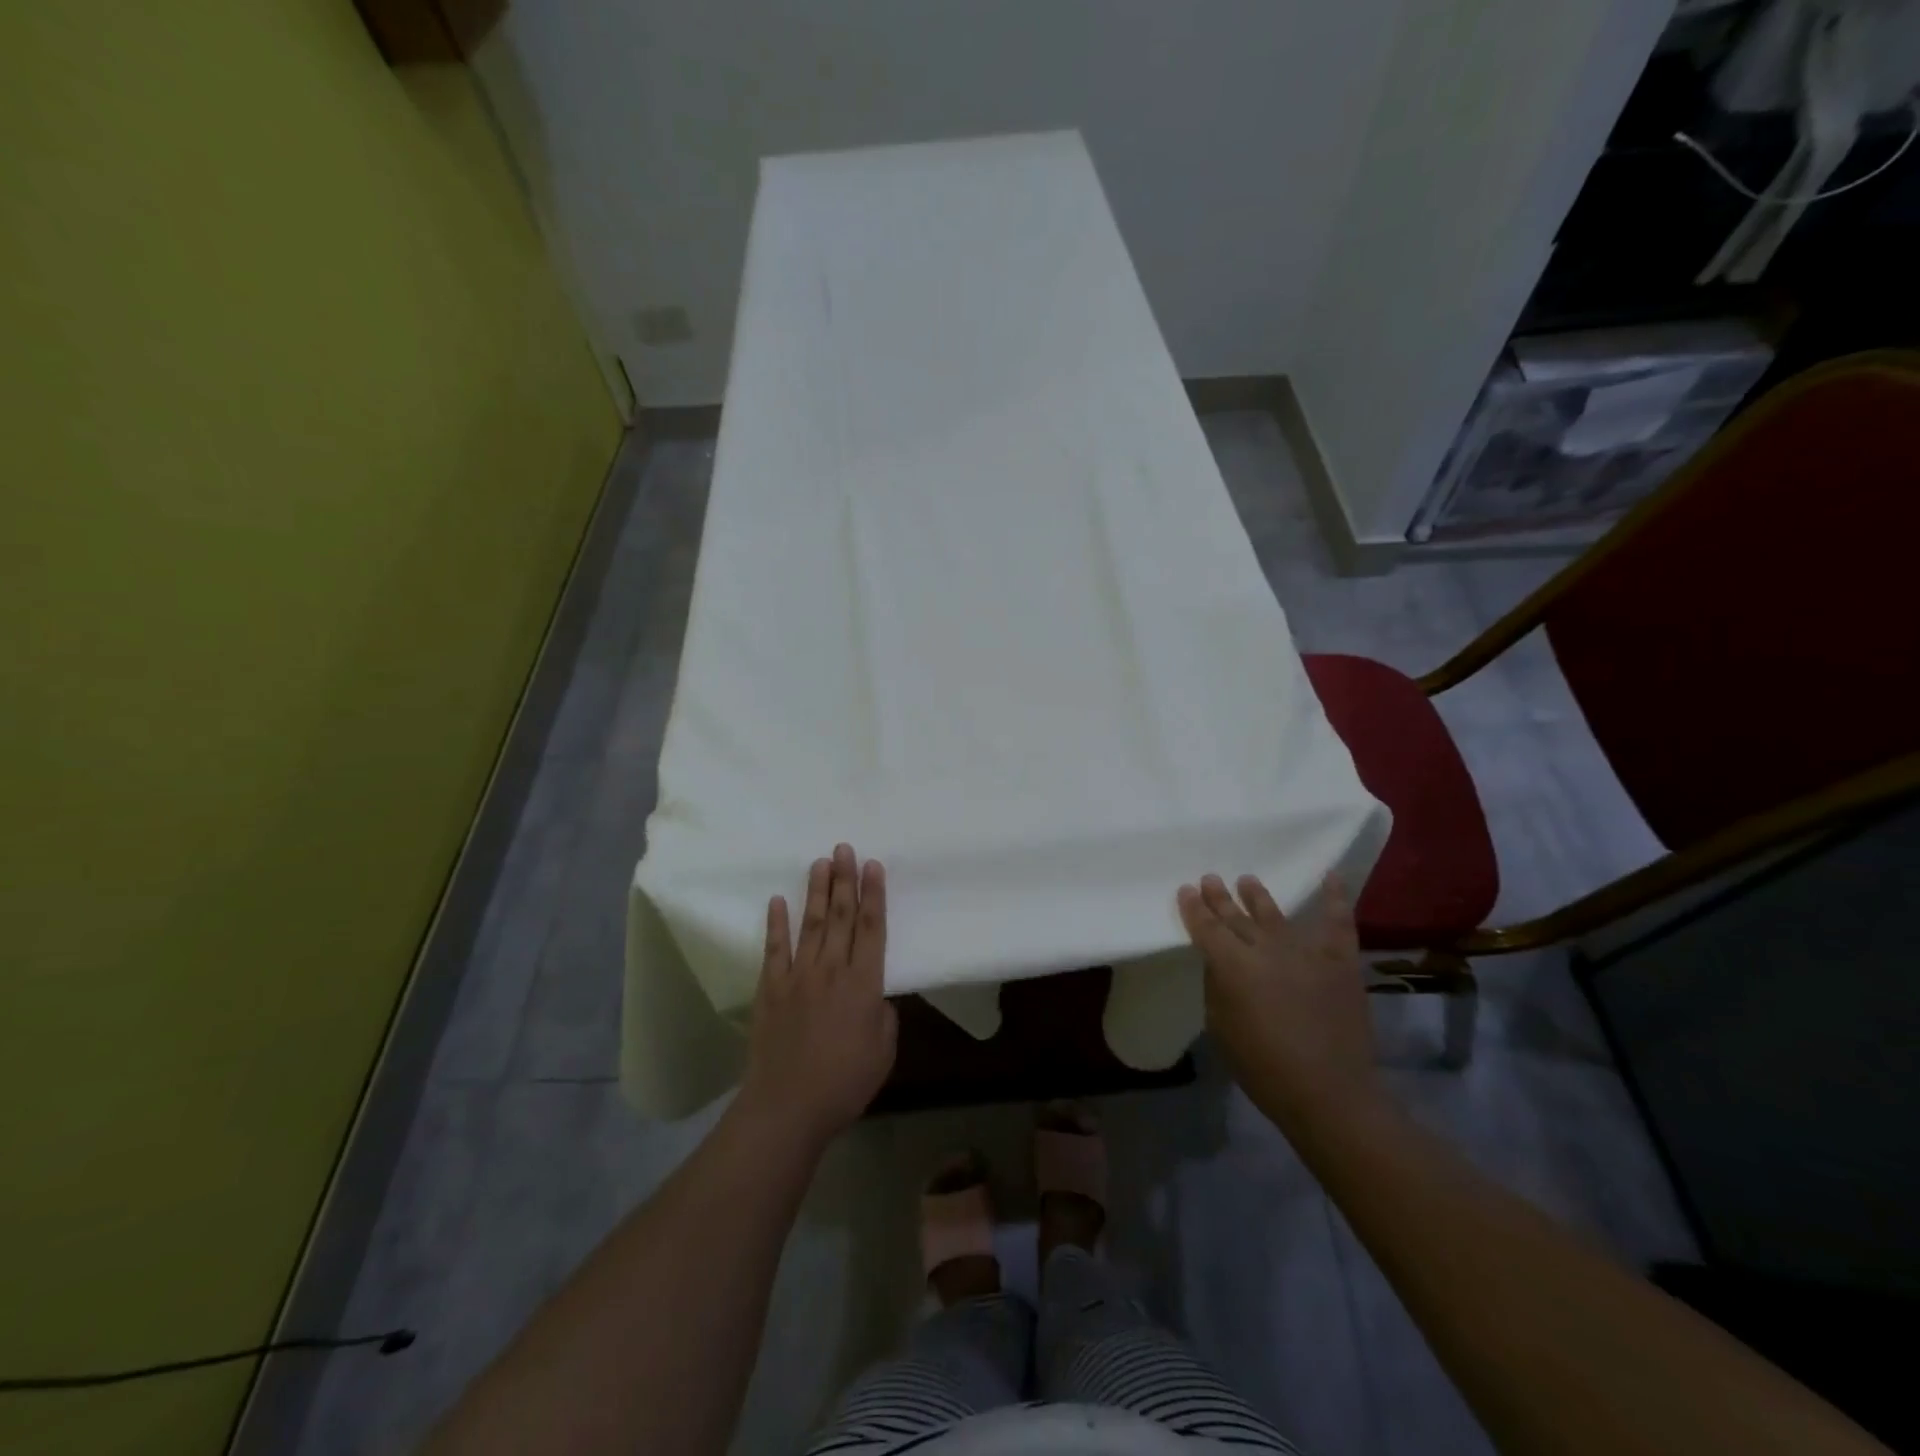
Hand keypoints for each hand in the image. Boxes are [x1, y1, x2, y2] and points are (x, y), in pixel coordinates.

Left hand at [738, 844, 897, 1148]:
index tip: (874, 866)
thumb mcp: (883, 1051)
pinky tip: (777, 900)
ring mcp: (797, 976)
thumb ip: (882, 1015)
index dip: (874, 895)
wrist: (787, 1107)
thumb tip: (874, 996)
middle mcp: (831, 970)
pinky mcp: (770, 989)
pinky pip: (774, 949)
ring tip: (821, 862)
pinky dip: (776, 923)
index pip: (871, 928)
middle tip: (845, 848)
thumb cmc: (844, 1083)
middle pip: (840, 916)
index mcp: (864, 984)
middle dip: (845, 880)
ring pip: (810, 924)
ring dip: (816, 891)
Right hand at [1177, 873, 1380, 1133]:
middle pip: (1236, 916)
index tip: (1186, 890)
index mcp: (1232, 966)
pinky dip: (1335, 897)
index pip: (1206, 927)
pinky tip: (1330, 875)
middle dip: (1220, 897)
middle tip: (1210, 878)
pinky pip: (1337, 921)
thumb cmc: (1264, 1067)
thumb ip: (1217, 986)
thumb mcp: (1221, 1027)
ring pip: (1275, 914)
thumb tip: (1220, 963)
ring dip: (1258, 896)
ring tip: (1247, 880)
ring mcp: (1306, 951)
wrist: (1330, 1093)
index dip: (1194, 908)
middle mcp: (1266, 949)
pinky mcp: (1340, 960)